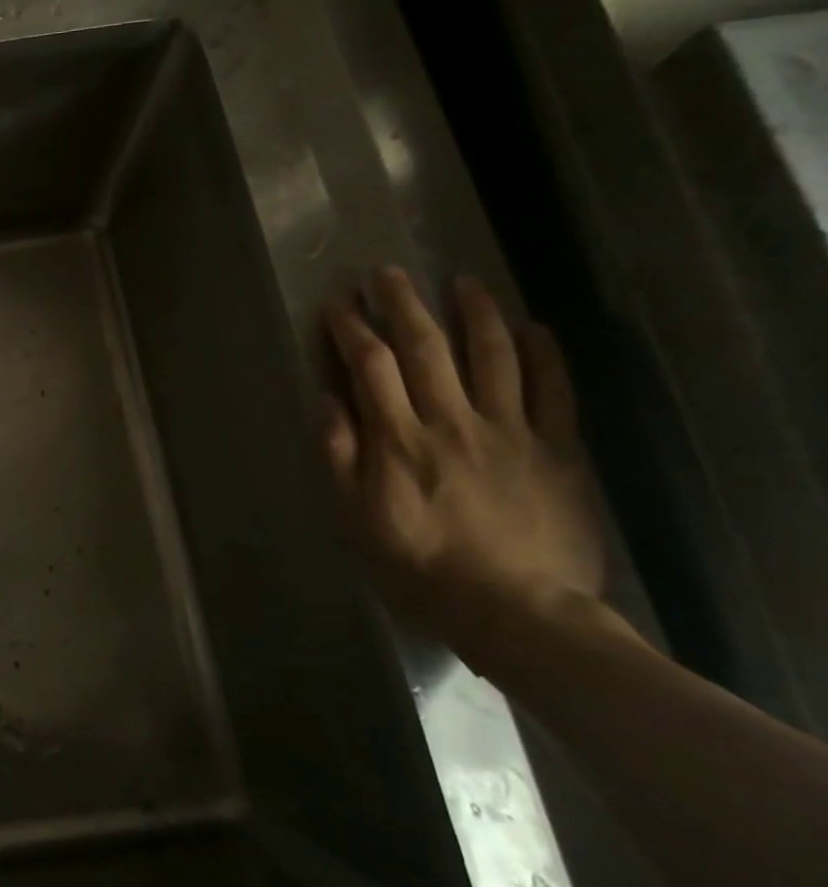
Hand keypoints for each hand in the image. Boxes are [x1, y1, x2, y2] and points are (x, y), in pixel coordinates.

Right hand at [322, 268, 605, 669]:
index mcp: (399, 440)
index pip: (369, 367)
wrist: (518, 613)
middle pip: (425, 348)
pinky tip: (533, 328)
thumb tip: (328, 402)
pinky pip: (554, 392)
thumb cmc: (419, 568)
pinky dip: (544, 355)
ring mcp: (510, 432)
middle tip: (388, 273)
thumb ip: (339, 457)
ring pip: (493, 356)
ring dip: (475, 313)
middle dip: (402, 305)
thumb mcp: (354, 519)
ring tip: (463, 281)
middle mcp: (452, 422)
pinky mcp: (557, 451)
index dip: (350, 330)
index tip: (336, 306)